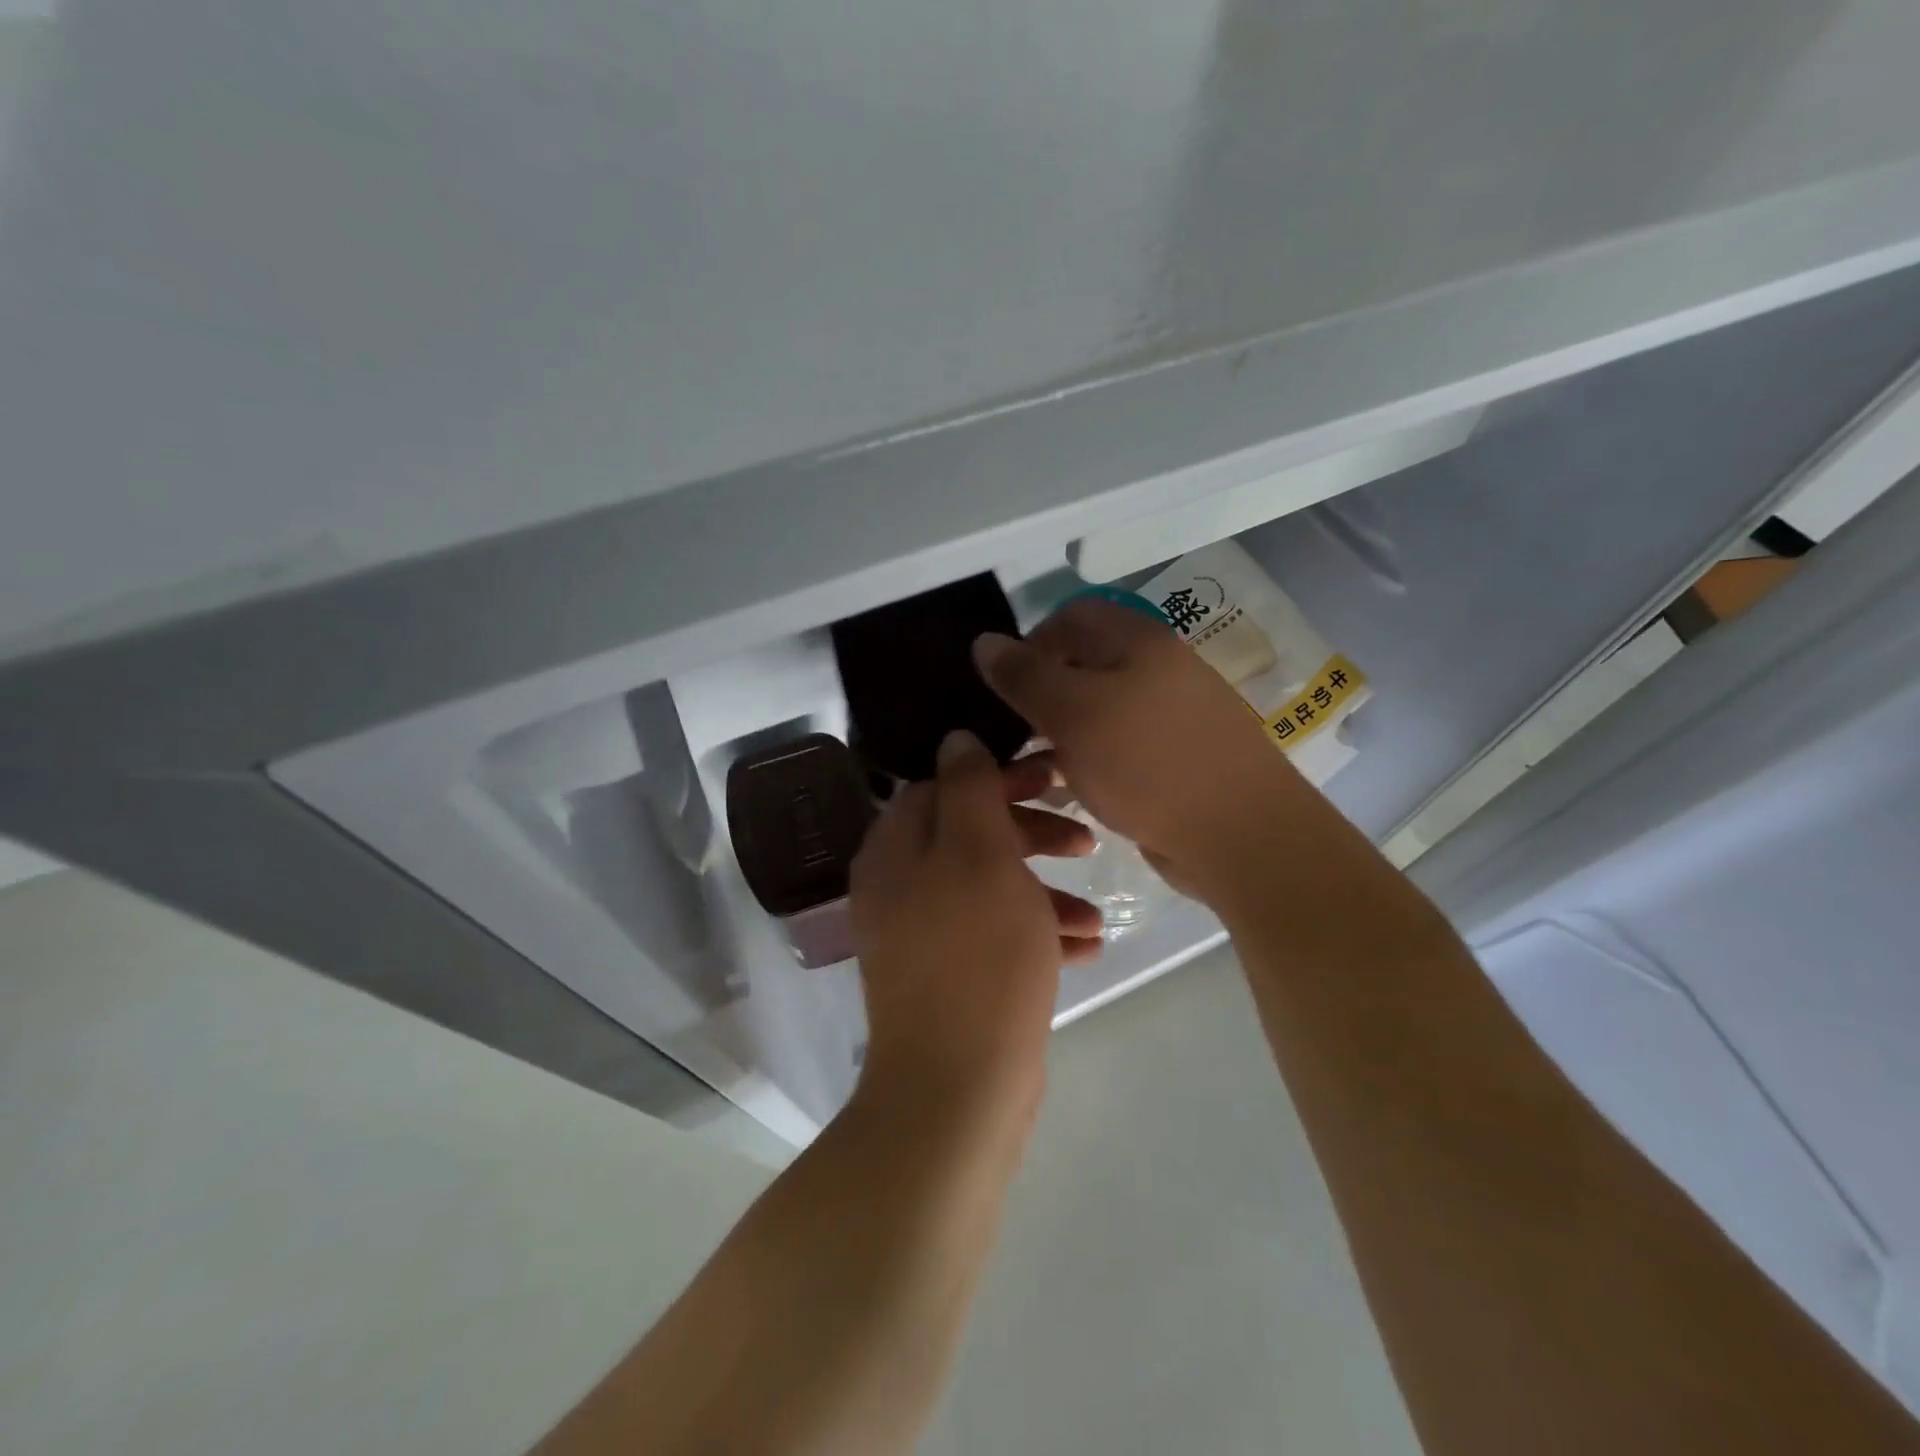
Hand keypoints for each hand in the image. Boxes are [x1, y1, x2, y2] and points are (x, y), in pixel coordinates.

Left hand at [849, 732, 1100, 1122]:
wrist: (958, 1088)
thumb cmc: (976, 957)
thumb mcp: (980, 855)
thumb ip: (969, 789)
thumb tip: (956, 739)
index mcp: (895, 850)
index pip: (943, 786)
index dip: (999, 777)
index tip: (1054, 778)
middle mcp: (900, 886)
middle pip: (970, 834)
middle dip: (1031, 832)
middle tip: (1084, 838)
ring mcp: (924, 934)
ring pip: (990, 886)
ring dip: (1043, 889)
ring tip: (1093, 909)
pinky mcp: (952, 975)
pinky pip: (996, 933)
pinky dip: (1037, 931)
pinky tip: (1085, 945)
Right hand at [973, 597, 1296, 905]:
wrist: (1239, 836)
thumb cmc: (1147, 763)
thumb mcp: (1073, 714)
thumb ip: (1025, 676)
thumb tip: (984, 642)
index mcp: (1138, 641)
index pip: (1071, 616)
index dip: (1030, 643)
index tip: (1002, 688)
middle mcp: (1159, 668)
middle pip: (1085, 664)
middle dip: (1042, 694)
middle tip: (1012, 733)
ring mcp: (1171, 715)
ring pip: (1099, 710)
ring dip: (1061, 733)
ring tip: (1031, 769)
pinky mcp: (1175, 758)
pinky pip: (1119, 746)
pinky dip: (1089, 760)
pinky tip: (1069, 790)